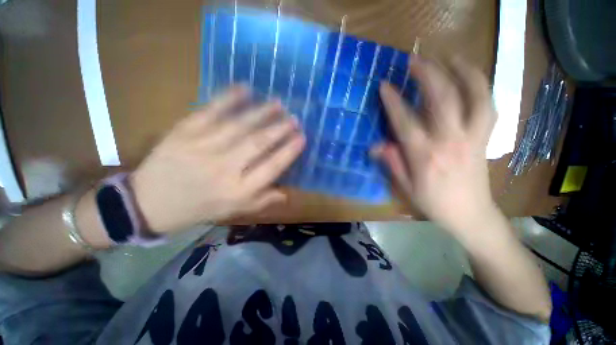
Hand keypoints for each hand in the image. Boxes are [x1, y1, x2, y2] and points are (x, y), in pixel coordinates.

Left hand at [130, 86, 304, 233]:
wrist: (149, 203)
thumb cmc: (199, 208)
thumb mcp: (234, 211)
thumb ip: (262, 201)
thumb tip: (287, 194)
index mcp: (238, 190)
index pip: (271, 168)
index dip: (289, 152)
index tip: (302, 138)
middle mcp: (224, 168)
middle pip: (258, 144)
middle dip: (280, 129)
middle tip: (294, 118)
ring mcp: (202, 148)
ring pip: (239, 125)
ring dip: (262, 113)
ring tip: (278, 103)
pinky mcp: (183, 132)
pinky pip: (210, 111)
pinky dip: (228, 98)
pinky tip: (245, 88)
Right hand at [373, 57, 496, 236]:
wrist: (470, 214)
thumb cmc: (433, 202)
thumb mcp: (405, 186)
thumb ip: (391, 162)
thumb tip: (375, 145)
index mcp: (425, 156)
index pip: (405, 122)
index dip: (393, 102)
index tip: (384, 85)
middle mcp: (450, 141)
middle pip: (442, 99)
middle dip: (427, 74)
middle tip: (415, 60)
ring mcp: (472, 136)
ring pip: (473, 95)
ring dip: (461, 71)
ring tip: (449, 56)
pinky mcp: (484, 137)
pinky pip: (488, 105)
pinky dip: (481, 86)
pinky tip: (471, 76)